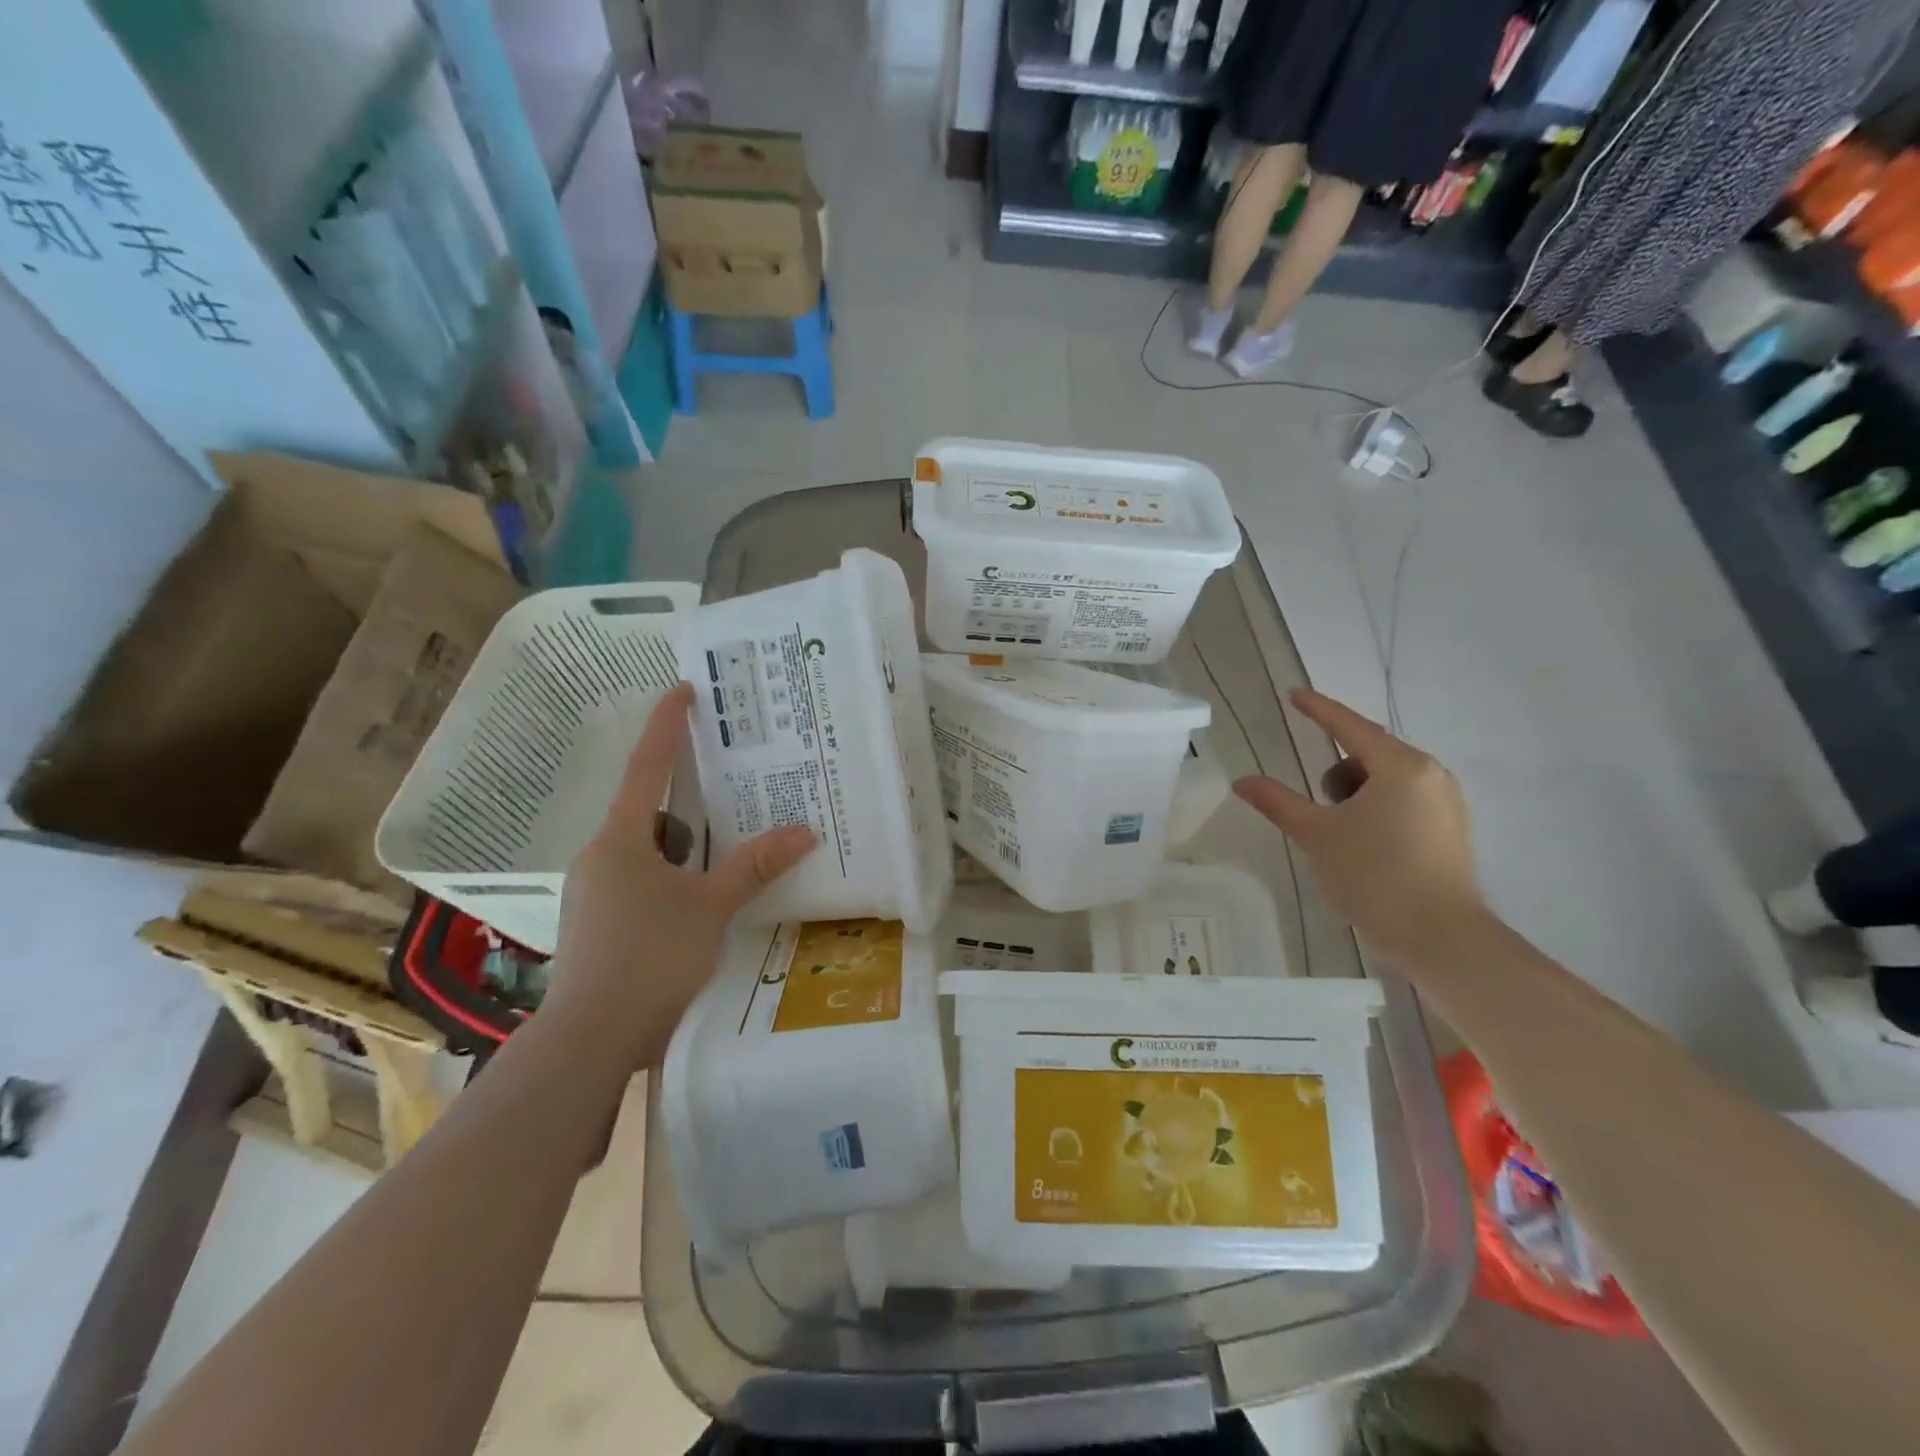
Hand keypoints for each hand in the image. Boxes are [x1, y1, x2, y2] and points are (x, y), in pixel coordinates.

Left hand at [541, 682, 815, 1069]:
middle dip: (690, 798)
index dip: (665, 725)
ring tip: (732, 851)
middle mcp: (601, 857)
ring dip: (687, 847)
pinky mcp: (601, 924)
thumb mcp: (710, 908)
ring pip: (651, 852)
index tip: (683, 690)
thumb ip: (755, 867)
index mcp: (621, 839)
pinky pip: (644, 882)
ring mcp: (596, 892)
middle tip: (734, 785)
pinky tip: (704, 901)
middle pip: (653, 812)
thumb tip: (805, 830)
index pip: (648, 767)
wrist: (589, 1041)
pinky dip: (675, 878)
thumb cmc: (648, 959)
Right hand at [1233, 689, 1484, 963]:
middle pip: (1370, 754)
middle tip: (1318, 804)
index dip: (1319, 710)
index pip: (1350, 727)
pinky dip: (1378, 808)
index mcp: (1401, 766)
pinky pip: (1405, 800)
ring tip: (1341, 832)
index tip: (1295, 694)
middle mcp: (1431, 775)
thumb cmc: (1374, 876)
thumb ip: (1278, 802)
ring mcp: (1447, 803)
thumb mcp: (1317, 835)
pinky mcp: (1452, 829)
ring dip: (1356, 793)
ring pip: (1388, 780)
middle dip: (1338, 771)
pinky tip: (1365, 843)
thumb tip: (1241, 781)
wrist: (1440, 937)